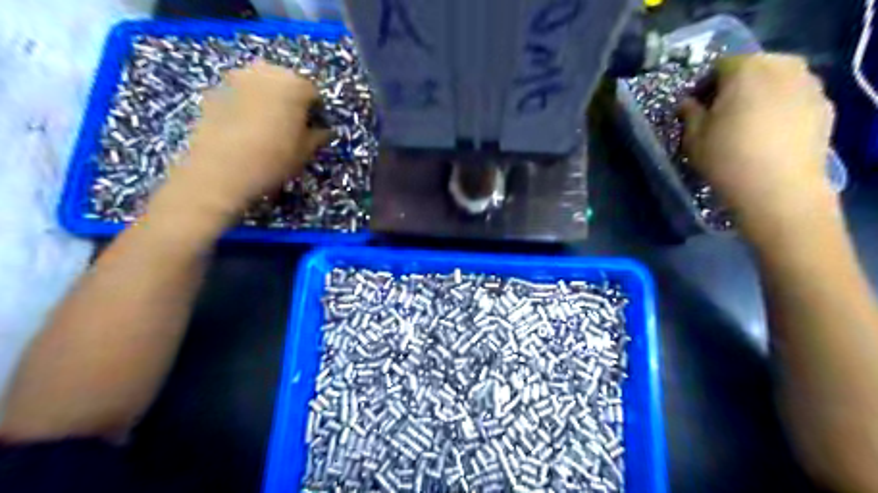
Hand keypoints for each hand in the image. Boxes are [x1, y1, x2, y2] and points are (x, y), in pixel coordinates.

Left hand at [155, 58, 328, 222]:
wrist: (220, 170)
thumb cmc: (274, 159)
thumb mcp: (306, 152)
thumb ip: (319, 136)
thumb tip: (323, 130)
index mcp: (294, 84)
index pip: (314, 94)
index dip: (317, 114)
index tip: (315, 131)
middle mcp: (265, 71)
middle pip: (286, 83)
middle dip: (291, 102)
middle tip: (292, 129)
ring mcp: (235, 77)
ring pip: (260, 86)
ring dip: (267, 102)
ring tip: (267, 129)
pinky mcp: (212, 90)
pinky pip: (239, 95)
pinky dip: (245, 107)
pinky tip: (245, 131)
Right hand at [679, 53, 835, 235]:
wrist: (778, 189)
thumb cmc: (727, 158)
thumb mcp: (693, 138)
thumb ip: (689, 113)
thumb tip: (688, 103)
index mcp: (745, 70)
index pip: (719, 66)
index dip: (704, 86)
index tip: (696, 108)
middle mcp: (782, 67)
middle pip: (753, 67)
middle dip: (735, 86)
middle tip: (721, 114)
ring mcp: (809, 84)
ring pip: (777, 80)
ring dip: (760, 95)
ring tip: (747, 123)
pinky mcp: (824, 105)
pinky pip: (795, 97)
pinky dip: (781, 107)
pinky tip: (770, 133)